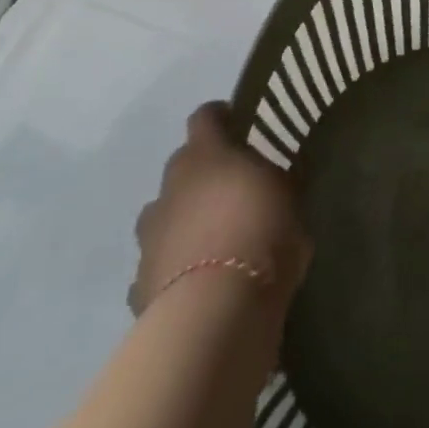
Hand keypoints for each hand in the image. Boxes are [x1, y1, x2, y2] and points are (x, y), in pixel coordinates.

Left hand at [127, 102, 312, 315]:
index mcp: (207, 155)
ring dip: (183, 220)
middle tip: (231, 190)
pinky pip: (158, 264)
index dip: (219, 116)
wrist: (216, 312)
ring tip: (211, 240)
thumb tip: (267, 180)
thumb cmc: (262, 236)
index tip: (234, 120)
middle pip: (182, 166)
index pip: (205, 117)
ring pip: (164, 215)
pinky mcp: (139, 283)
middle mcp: (171, 186)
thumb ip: (273, 182)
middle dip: (202, 174)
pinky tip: (195, 285)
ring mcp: (149, 236)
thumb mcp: (289, 197)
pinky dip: (173, 268)